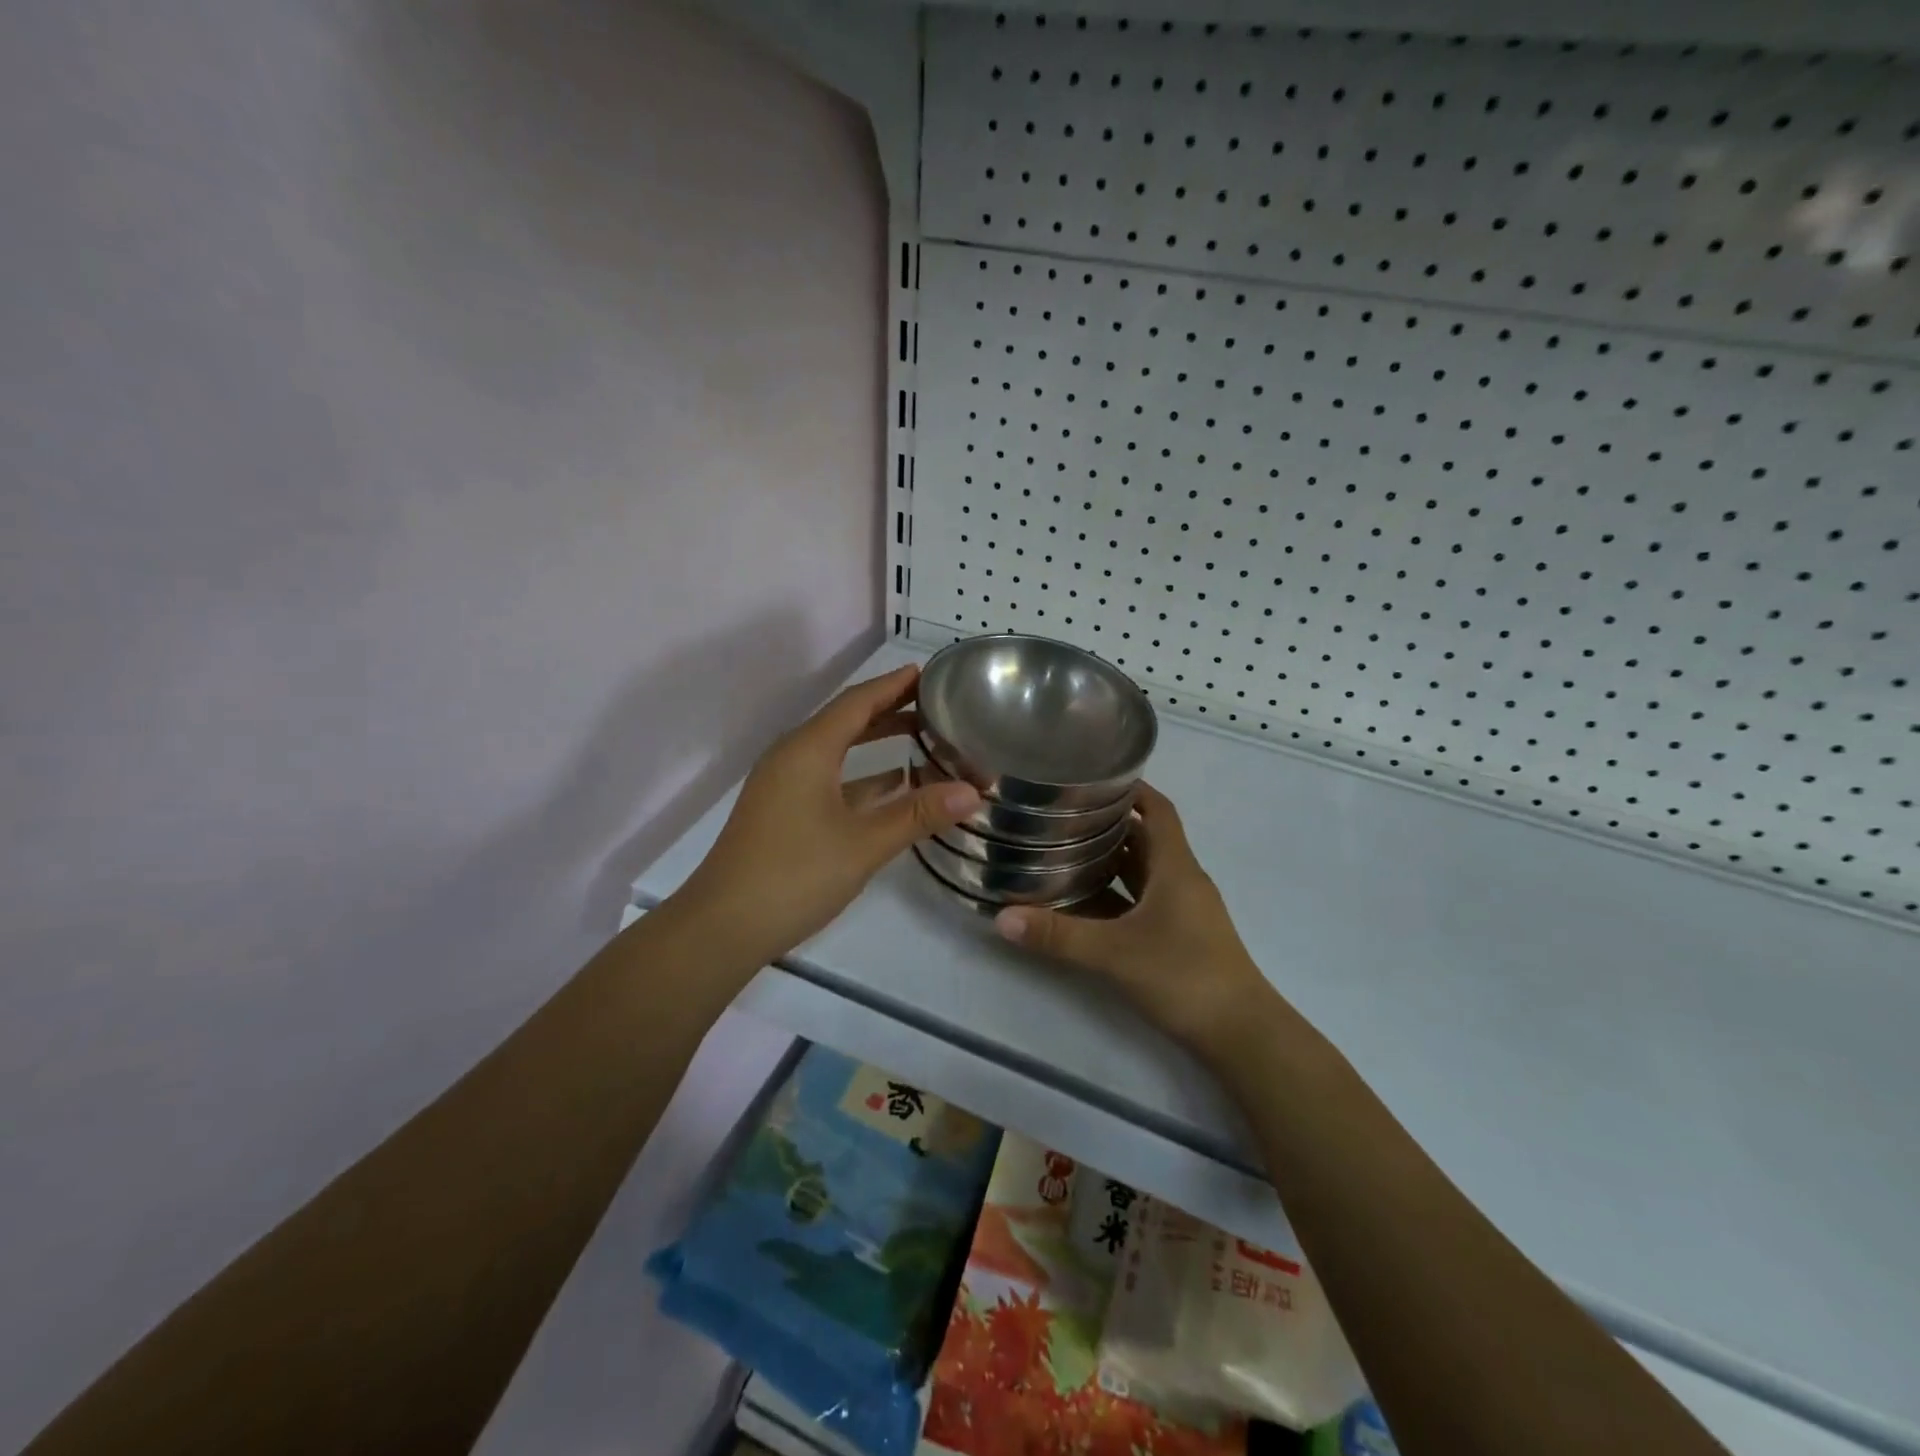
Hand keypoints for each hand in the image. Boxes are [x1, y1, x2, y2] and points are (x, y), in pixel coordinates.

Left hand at [674, 665, 980, 967]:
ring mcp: (784, 785)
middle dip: (890, 710)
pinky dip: (861, 775)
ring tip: (923, 739)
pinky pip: (828, 778)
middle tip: (936, 706)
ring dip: (876, 742)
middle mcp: (792, 756)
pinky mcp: (782, 811)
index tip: (929, 674)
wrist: (723, 926)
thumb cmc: (795, 874)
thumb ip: (919, 814)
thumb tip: (974, 790)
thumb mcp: (864, 844)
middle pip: (847, 721)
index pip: (858, 702)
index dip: (894, 685)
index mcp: (808, 749)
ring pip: (837, 750)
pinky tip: (891, 786)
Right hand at [992, 784, 1282, 1057]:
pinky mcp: (1179, 936)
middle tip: (1061, 814)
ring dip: (1110, 859)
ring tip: (1063, 851)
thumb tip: (1002, 918)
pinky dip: (1116, 894)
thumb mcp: (1115, 953)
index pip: (1158, 810)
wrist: (1242, 1035)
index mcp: (1175, 867)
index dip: (1132, 789)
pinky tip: (1084, 902)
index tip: (1093, 777)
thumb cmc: (1184, 976)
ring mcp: (1183, 910)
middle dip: (1107, 823)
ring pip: (1143, 871)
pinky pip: (1142, 900)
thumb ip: (1058, 935)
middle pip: (1145, 838)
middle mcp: (1181, 880)